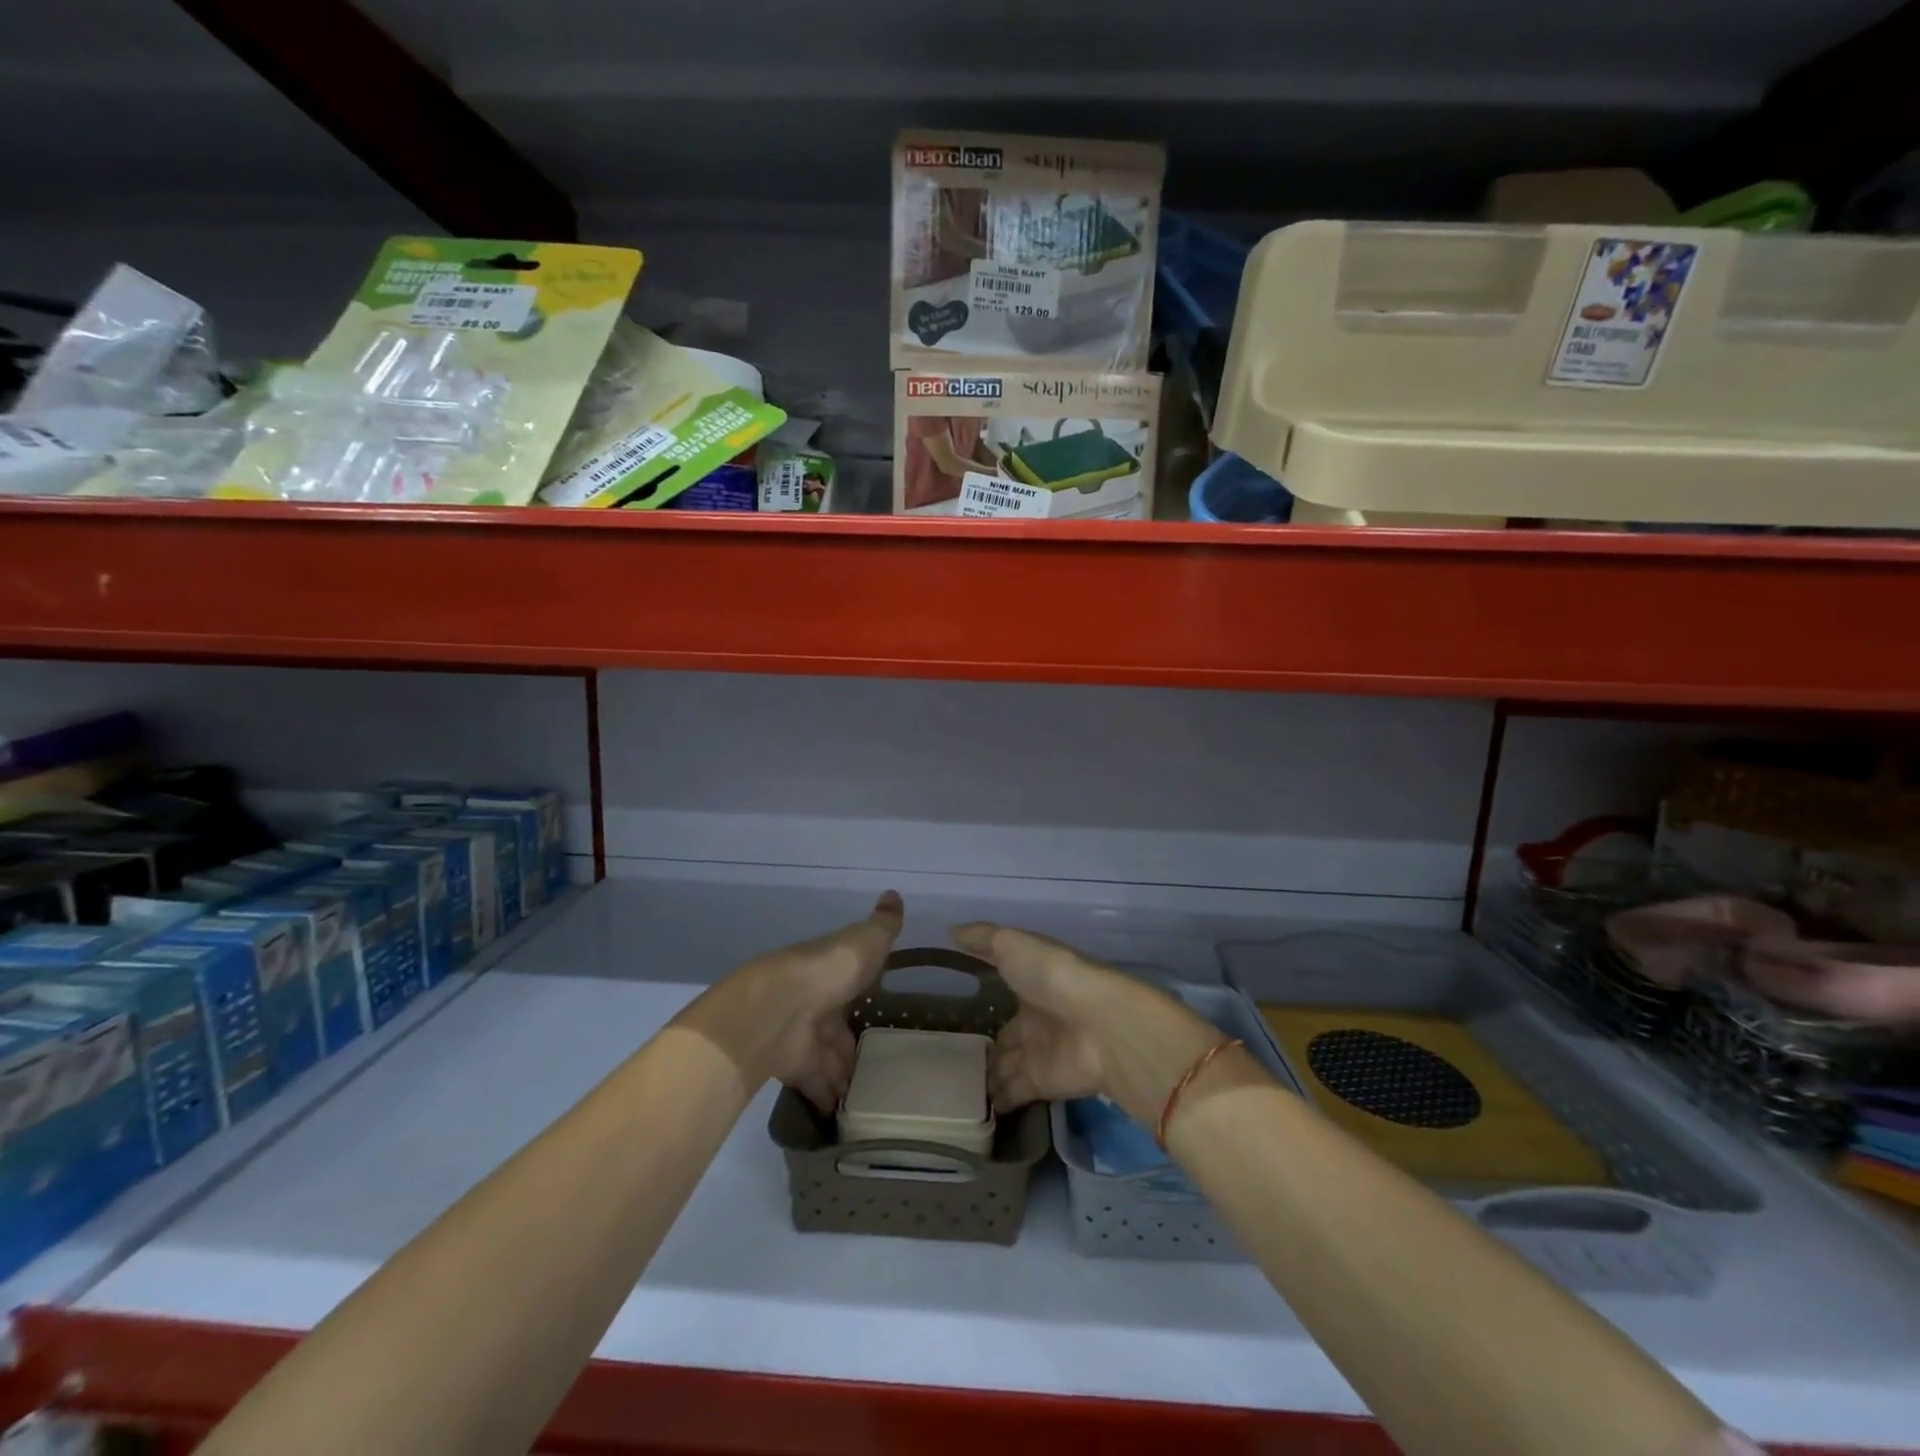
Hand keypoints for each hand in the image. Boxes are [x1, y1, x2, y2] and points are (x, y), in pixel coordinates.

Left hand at [676, 890, 903, 1110]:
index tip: (878, 1008)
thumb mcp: (866, 941)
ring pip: (829, 1059)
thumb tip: (894, 893)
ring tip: (869, 1094)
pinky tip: (844, 1113)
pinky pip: (817, 1087)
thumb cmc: (829, 969)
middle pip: (838, 1027)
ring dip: (843, 1075)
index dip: (863, 995)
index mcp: (832, 971)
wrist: (780, 1008)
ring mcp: (804, 1037)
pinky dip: (828, 1099)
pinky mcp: (795, 1069)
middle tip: (879, 1063)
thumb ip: (884, 925)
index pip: (851, 984)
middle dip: (852, 1044)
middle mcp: (816, 1003)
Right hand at [951, 922, 1225, 1122]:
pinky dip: (998, 1101)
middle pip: (1007, 1037)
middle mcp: (1036, 1019)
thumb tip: (951, 930)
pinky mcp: (1041, 1084)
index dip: (987, 996)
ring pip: (1007, 1067)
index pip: (1004, 991)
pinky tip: (976, 1107)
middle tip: (955, 1059)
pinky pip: (1013, 1093)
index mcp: (1032, 984)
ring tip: (959, 1088)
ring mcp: (1039, 1054)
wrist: (1097, 1024)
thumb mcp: (1012, 945)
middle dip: (988, 1047)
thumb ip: (982, 939)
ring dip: (989, 1077)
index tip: (963, 1002)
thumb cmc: (1052, 976)